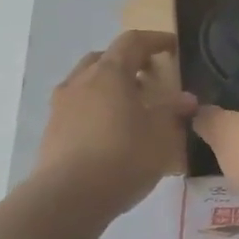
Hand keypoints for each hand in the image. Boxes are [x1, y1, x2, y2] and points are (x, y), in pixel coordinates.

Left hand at [33, 31, 197, 216]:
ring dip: (109, 87)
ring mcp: (61, 105)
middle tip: (150, 79)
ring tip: (129, 108)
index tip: (172, 47)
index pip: (132, 41)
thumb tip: (186, 99)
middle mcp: (81, 81)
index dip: (155, 40)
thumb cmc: (122, 157)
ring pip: (87, 82)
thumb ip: (173, 112)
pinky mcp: (51, 131)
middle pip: (105, 58)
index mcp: (110, 72)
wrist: (68, 198)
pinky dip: (95, 109)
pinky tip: (109, 133)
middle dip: (128, 63)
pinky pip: (77, 107)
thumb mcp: (160, 135)